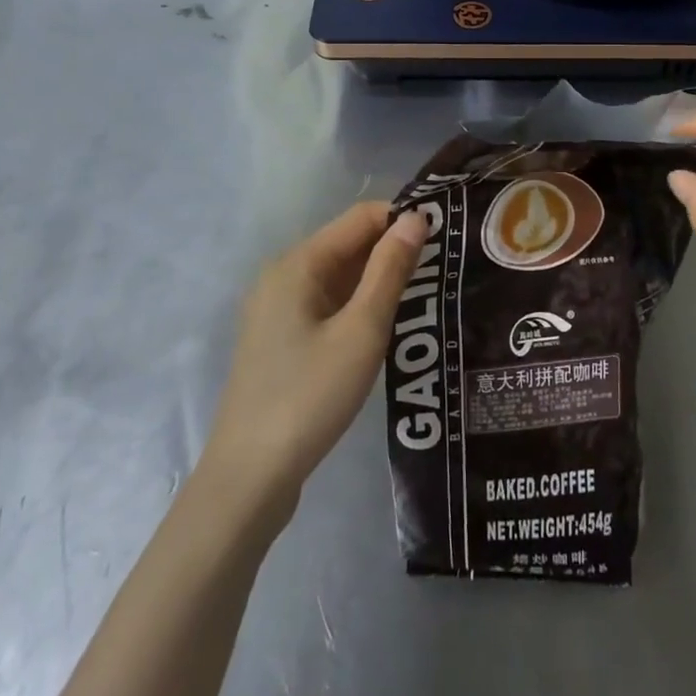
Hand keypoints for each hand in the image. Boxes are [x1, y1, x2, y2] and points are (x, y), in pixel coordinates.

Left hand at [201, 202, 427, 518]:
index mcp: (298, 264)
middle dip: (394, 250)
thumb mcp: (361, 331)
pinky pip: (328, 303)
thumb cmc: (310, 397)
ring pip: (340, 275)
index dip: (403, 220)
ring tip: (426, 295)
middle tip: (444, 269)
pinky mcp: (281, 338)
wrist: (249, 478)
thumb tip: (416, 218)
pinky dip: (358, 304)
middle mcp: (283, 275)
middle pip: (348, 243)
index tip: (446, 237)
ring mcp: (278, 308)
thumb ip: (390, 270)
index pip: (361, 217)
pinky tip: (387, 325)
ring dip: (379, 280)